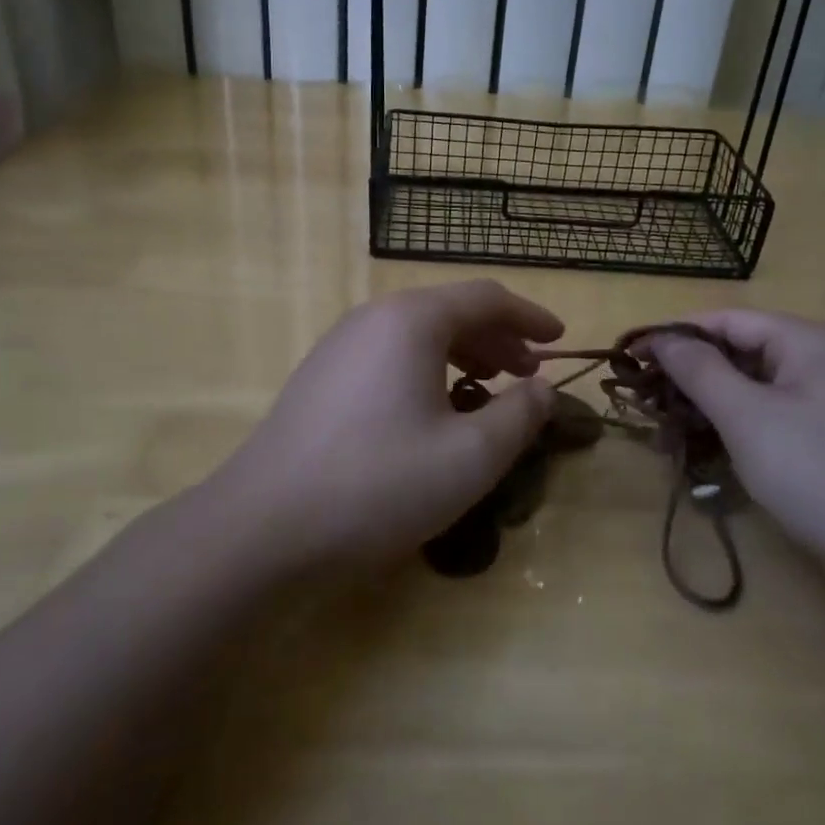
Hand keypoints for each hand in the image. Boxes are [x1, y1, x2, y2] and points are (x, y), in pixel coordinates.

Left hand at [212, 280, 562, 567]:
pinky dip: (426, 370)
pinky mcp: (320, 379)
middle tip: (529, 373)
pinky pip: (388, 356)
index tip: (560, 340)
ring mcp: (339, 346)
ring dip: (462, 354)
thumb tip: (542, 389)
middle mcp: (372, 318)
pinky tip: (432, 410)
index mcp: (411, 320)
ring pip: (416, 334)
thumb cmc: (379, 484)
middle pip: (450, 311)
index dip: (531, 316)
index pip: (486, 297)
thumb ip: (519, 415)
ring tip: (487, 387)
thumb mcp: (470, 457)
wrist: (263, 527)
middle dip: (498, 338)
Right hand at [646, 310, 824, 557]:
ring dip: (705, 401)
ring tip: (663, 423)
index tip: (632, 356)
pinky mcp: (820, 431)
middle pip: (738, 350)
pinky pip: (764, 411)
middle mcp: (818, 358)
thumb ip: (699, 370)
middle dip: (689, 373)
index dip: (676, 335)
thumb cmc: (814, 470)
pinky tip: (699, 442)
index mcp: (807, 340)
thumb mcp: (746, 415)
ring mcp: (822, 397)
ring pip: (748, 384)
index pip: (727, 320)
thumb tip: (660, 337)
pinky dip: (730, 422)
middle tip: (644, 396)